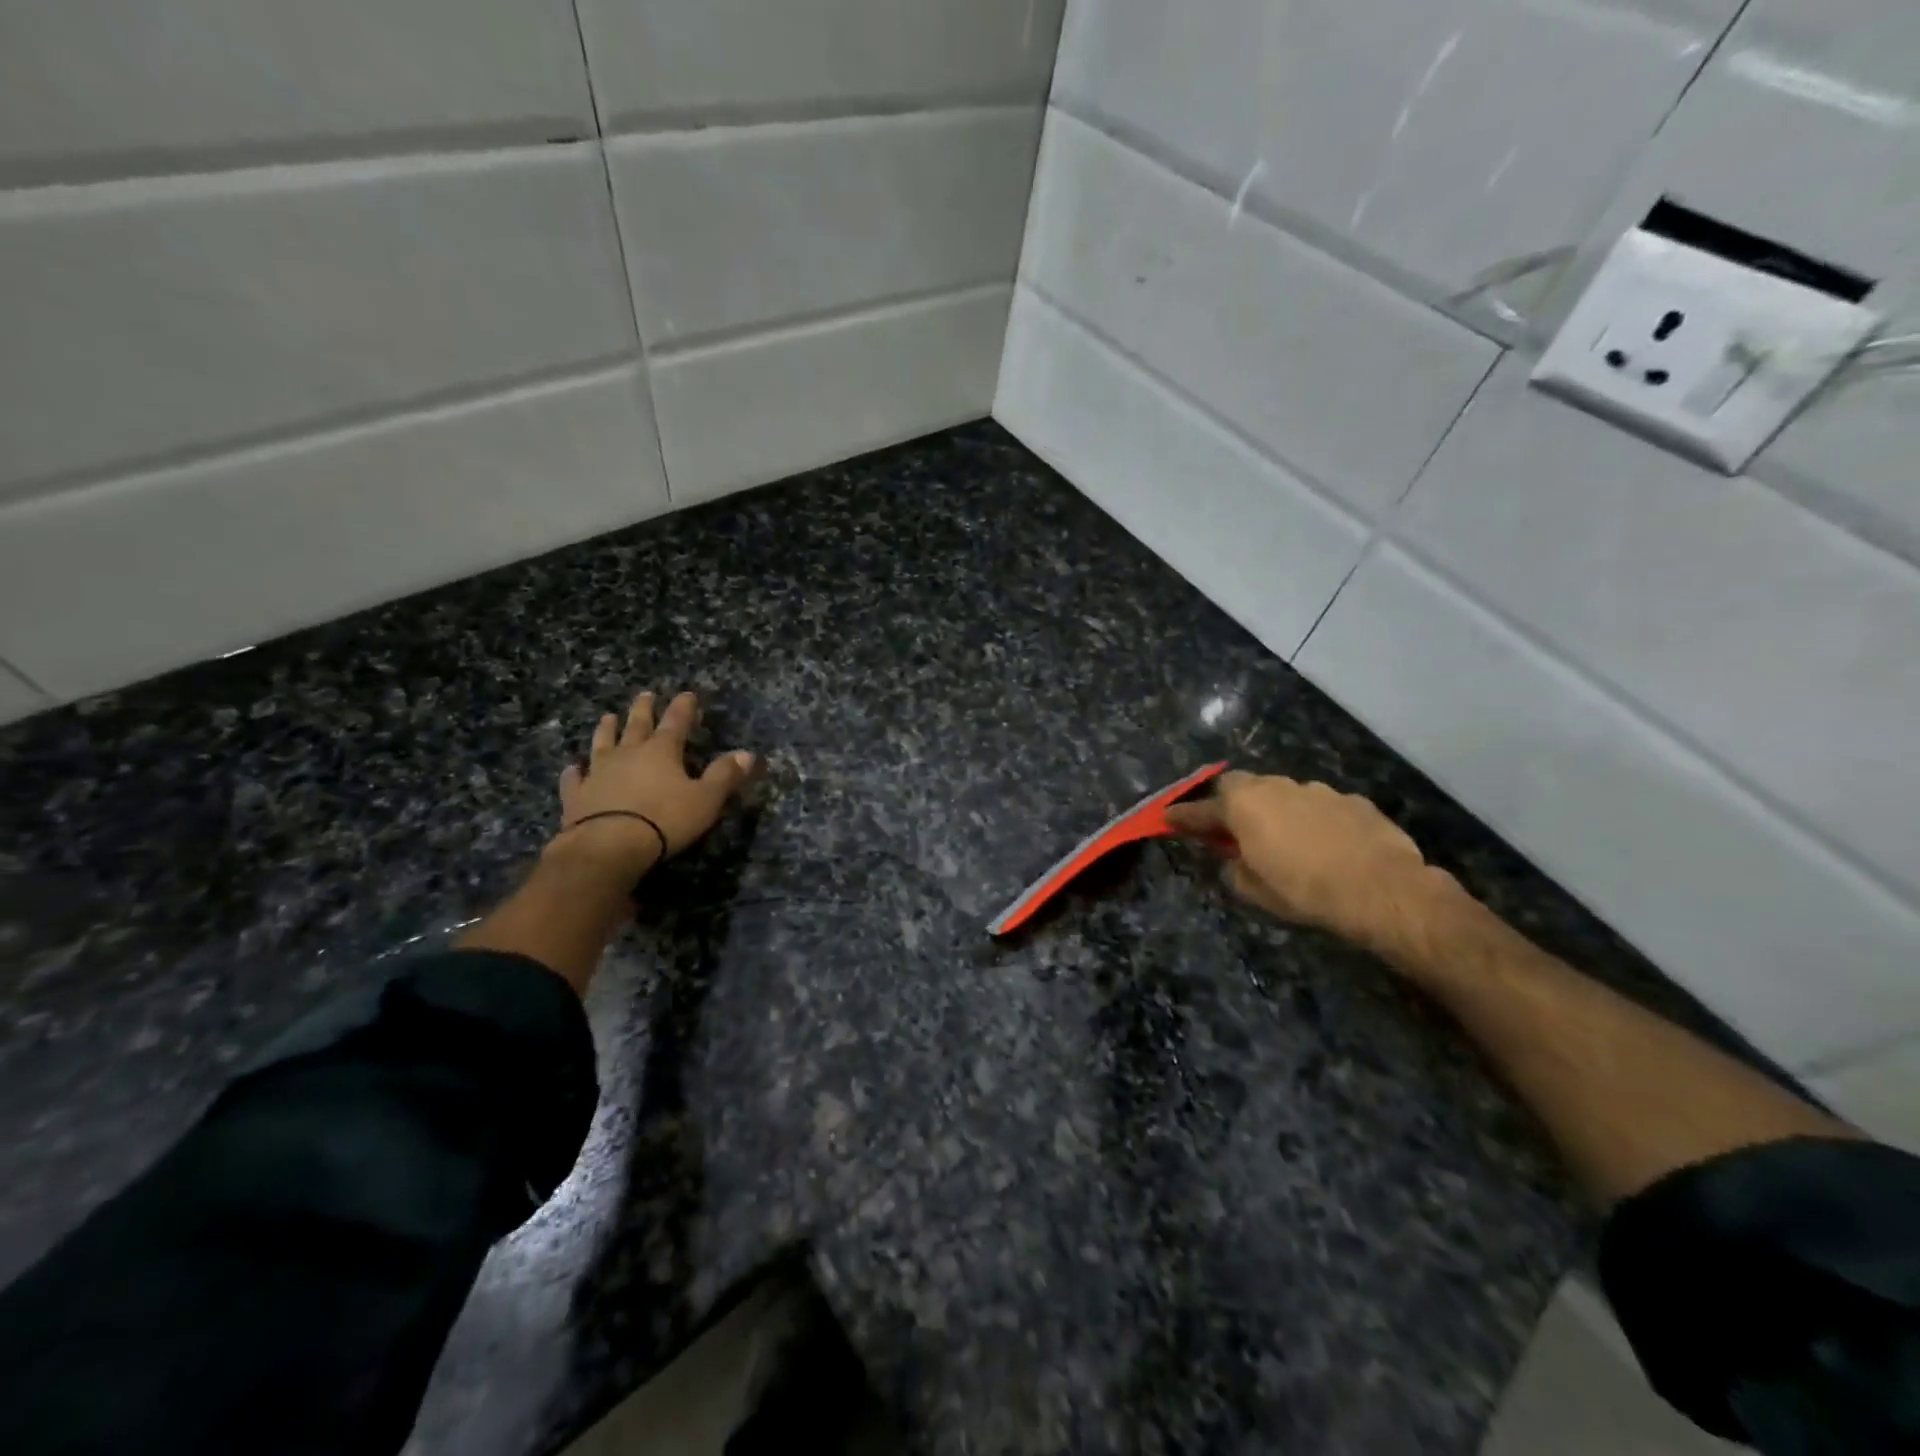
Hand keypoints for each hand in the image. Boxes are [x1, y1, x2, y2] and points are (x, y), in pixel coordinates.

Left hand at [550, 691, 755, 877]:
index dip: (683, 707)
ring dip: (606, 730)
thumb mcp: (706, 799)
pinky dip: (574, 772)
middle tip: (645, 694)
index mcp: (662, 751)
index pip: (676, 722)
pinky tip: (572, 767)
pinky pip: (574, 779)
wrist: (608, 846)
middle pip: (637, 725)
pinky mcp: (577, 795)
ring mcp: (599, 773)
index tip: (687, 693)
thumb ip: (725, 775)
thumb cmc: (664, 820)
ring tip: (607, 717)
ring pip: (603, 744)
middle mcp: (628, 754)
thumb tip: (747, 754)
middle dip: (643, 709)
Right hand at [1166, 772, 1452, 953]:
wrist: (1382, 890)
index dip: (1182, 816)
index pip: (1200, 810)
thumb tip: (1233, 860)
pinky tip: (1327, 844)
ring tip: (1286, 839)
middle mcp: (1275, 787)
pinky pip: (1320, 805)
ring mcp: (1316, 790)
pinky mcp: (1352, 800)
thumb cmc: (1305, 891)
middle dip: (1231, 802)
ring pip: (1283, 792)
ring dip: (1276, 810)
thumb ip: (1234, 869)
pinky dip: (1314, 819)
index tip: (1167, 818)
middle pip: (1240, 785)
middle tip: (1233, 828)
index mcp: (1243, 807)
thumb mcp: (1256, 892)